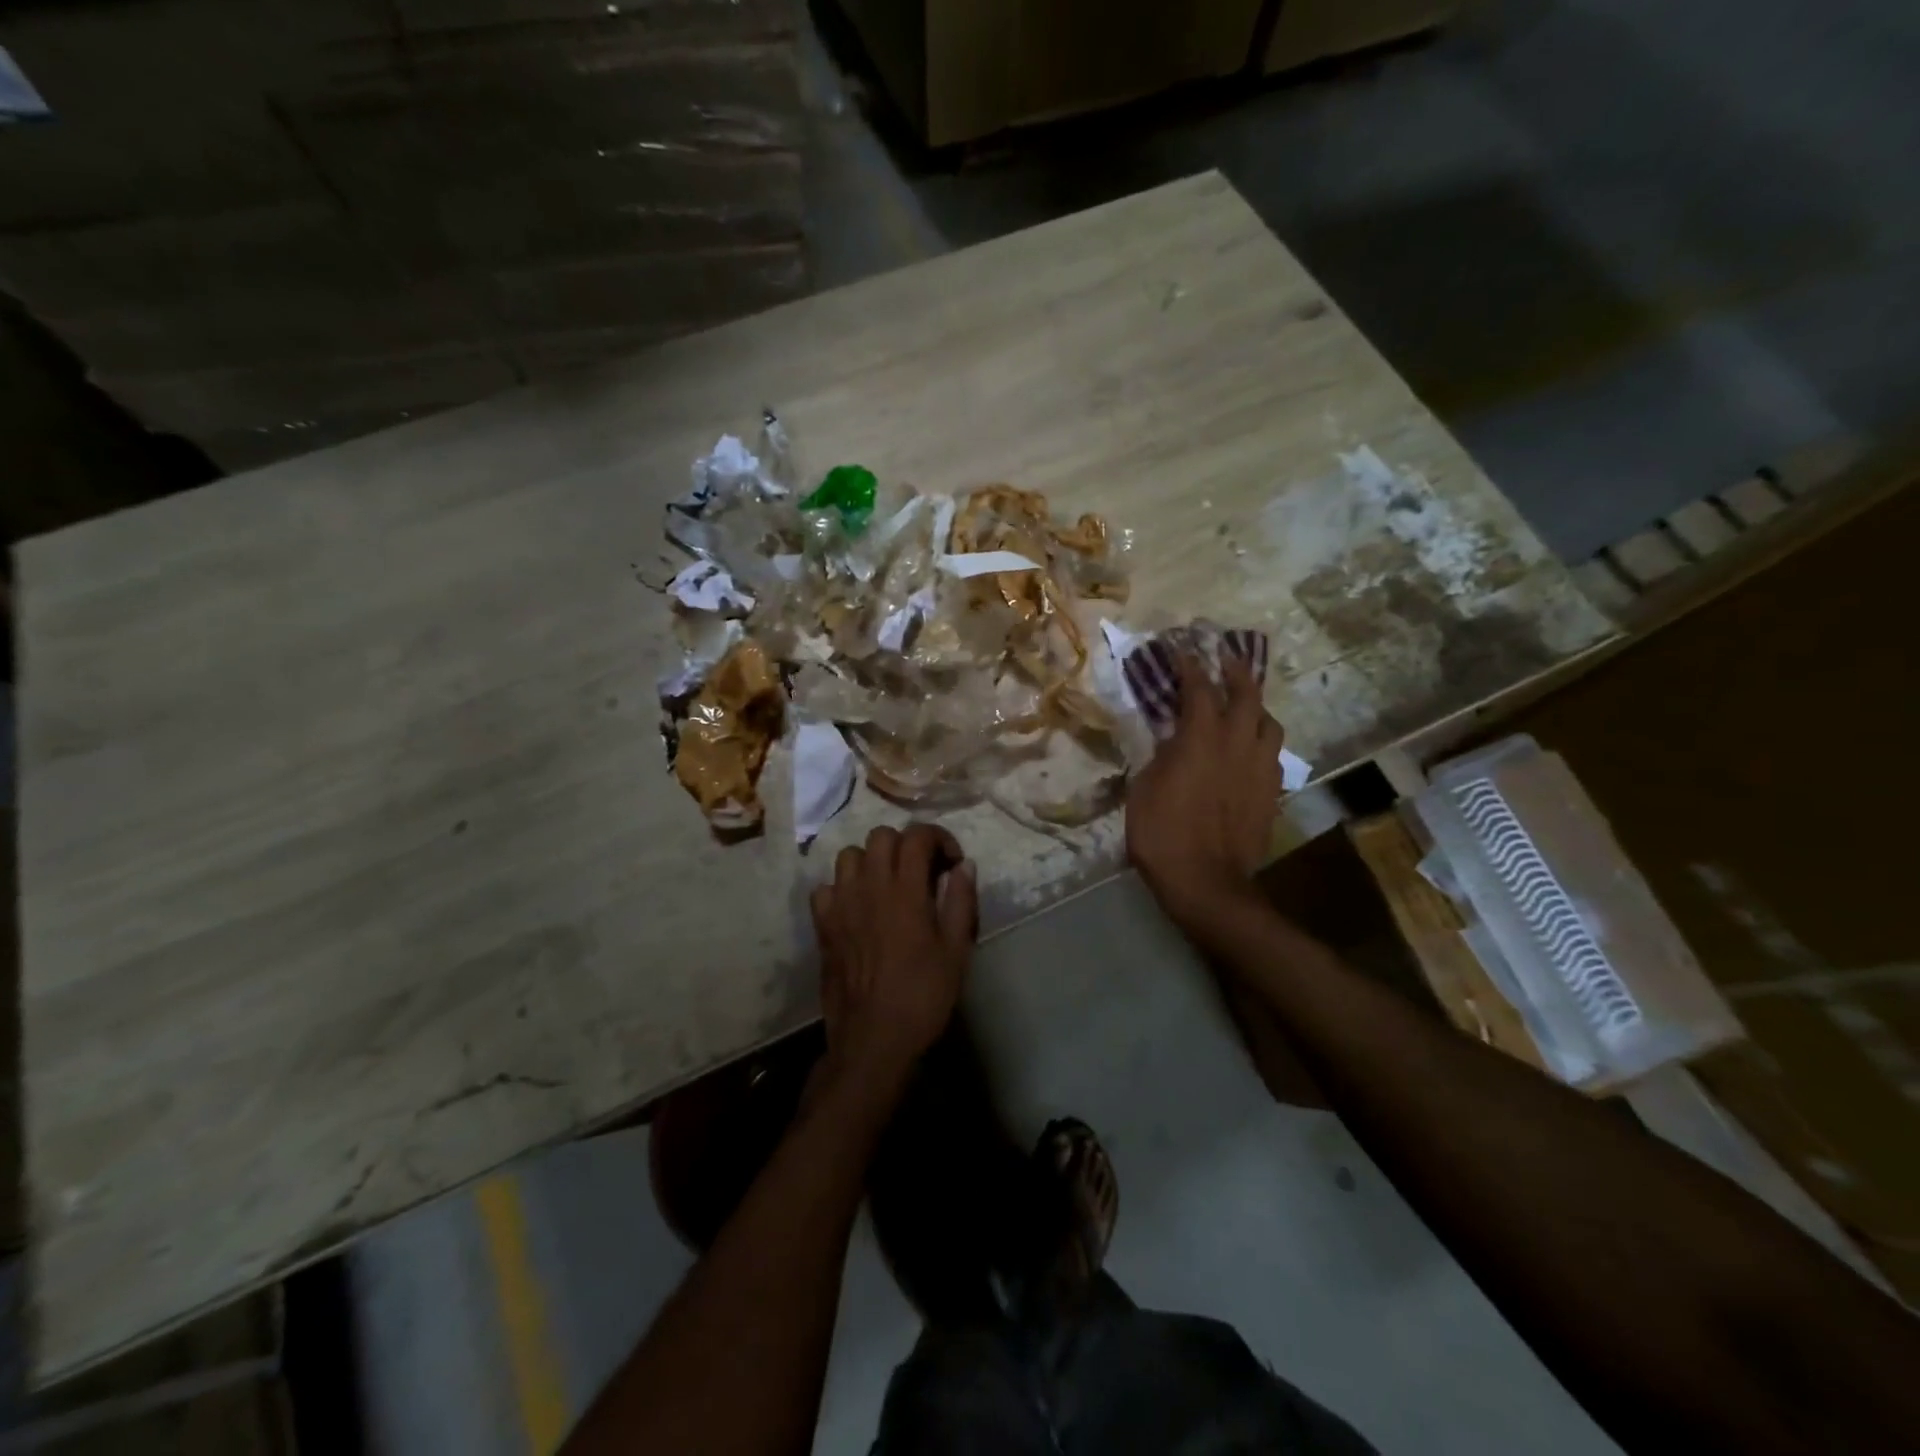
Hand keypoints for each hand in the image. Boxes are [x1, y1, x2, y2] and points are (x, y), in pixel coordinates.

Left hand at [809, 824, 977, 1107]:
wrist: (874, 1038)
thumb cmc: (923, 996)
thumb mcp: (956, 951)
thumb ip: (961, 902)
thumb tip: (965, 866)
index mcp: (905, 891)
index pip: (917, 836)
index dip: (938, 838)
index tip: (952, 861)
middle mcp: (869, 887)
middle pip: (881, 835)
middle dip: (906, 844)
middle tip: (922, 870)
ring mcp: (841, 905)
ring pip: (849, 855)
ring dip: (872, 860)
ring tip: (888, 884)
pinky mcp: (823, 925)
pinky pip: (825, 888)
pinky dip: (842, 888)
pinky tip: (858, 907)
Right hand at [1126, 652, 1282, 926]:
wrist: (1207, 883)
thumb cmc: (1162, 835)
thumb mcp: (1143, 789)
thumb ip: (1159, 755)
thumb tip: (1169, 738)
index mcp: (1201, 738)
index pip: (1198, 687)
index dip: (1189, 664)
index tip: (1180, 648)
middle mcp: (1238, 743)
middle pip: (1246, 693)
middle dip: (1234, 669)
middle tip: (1223, 656)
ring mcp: (1260, 767)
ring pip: (1268, 721)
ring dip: (1255, 706)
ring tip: (1242, 705)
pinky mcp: (1271, 792)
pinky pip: (1272, 753)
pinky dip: (1260, 740)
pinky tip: (1248, 749)